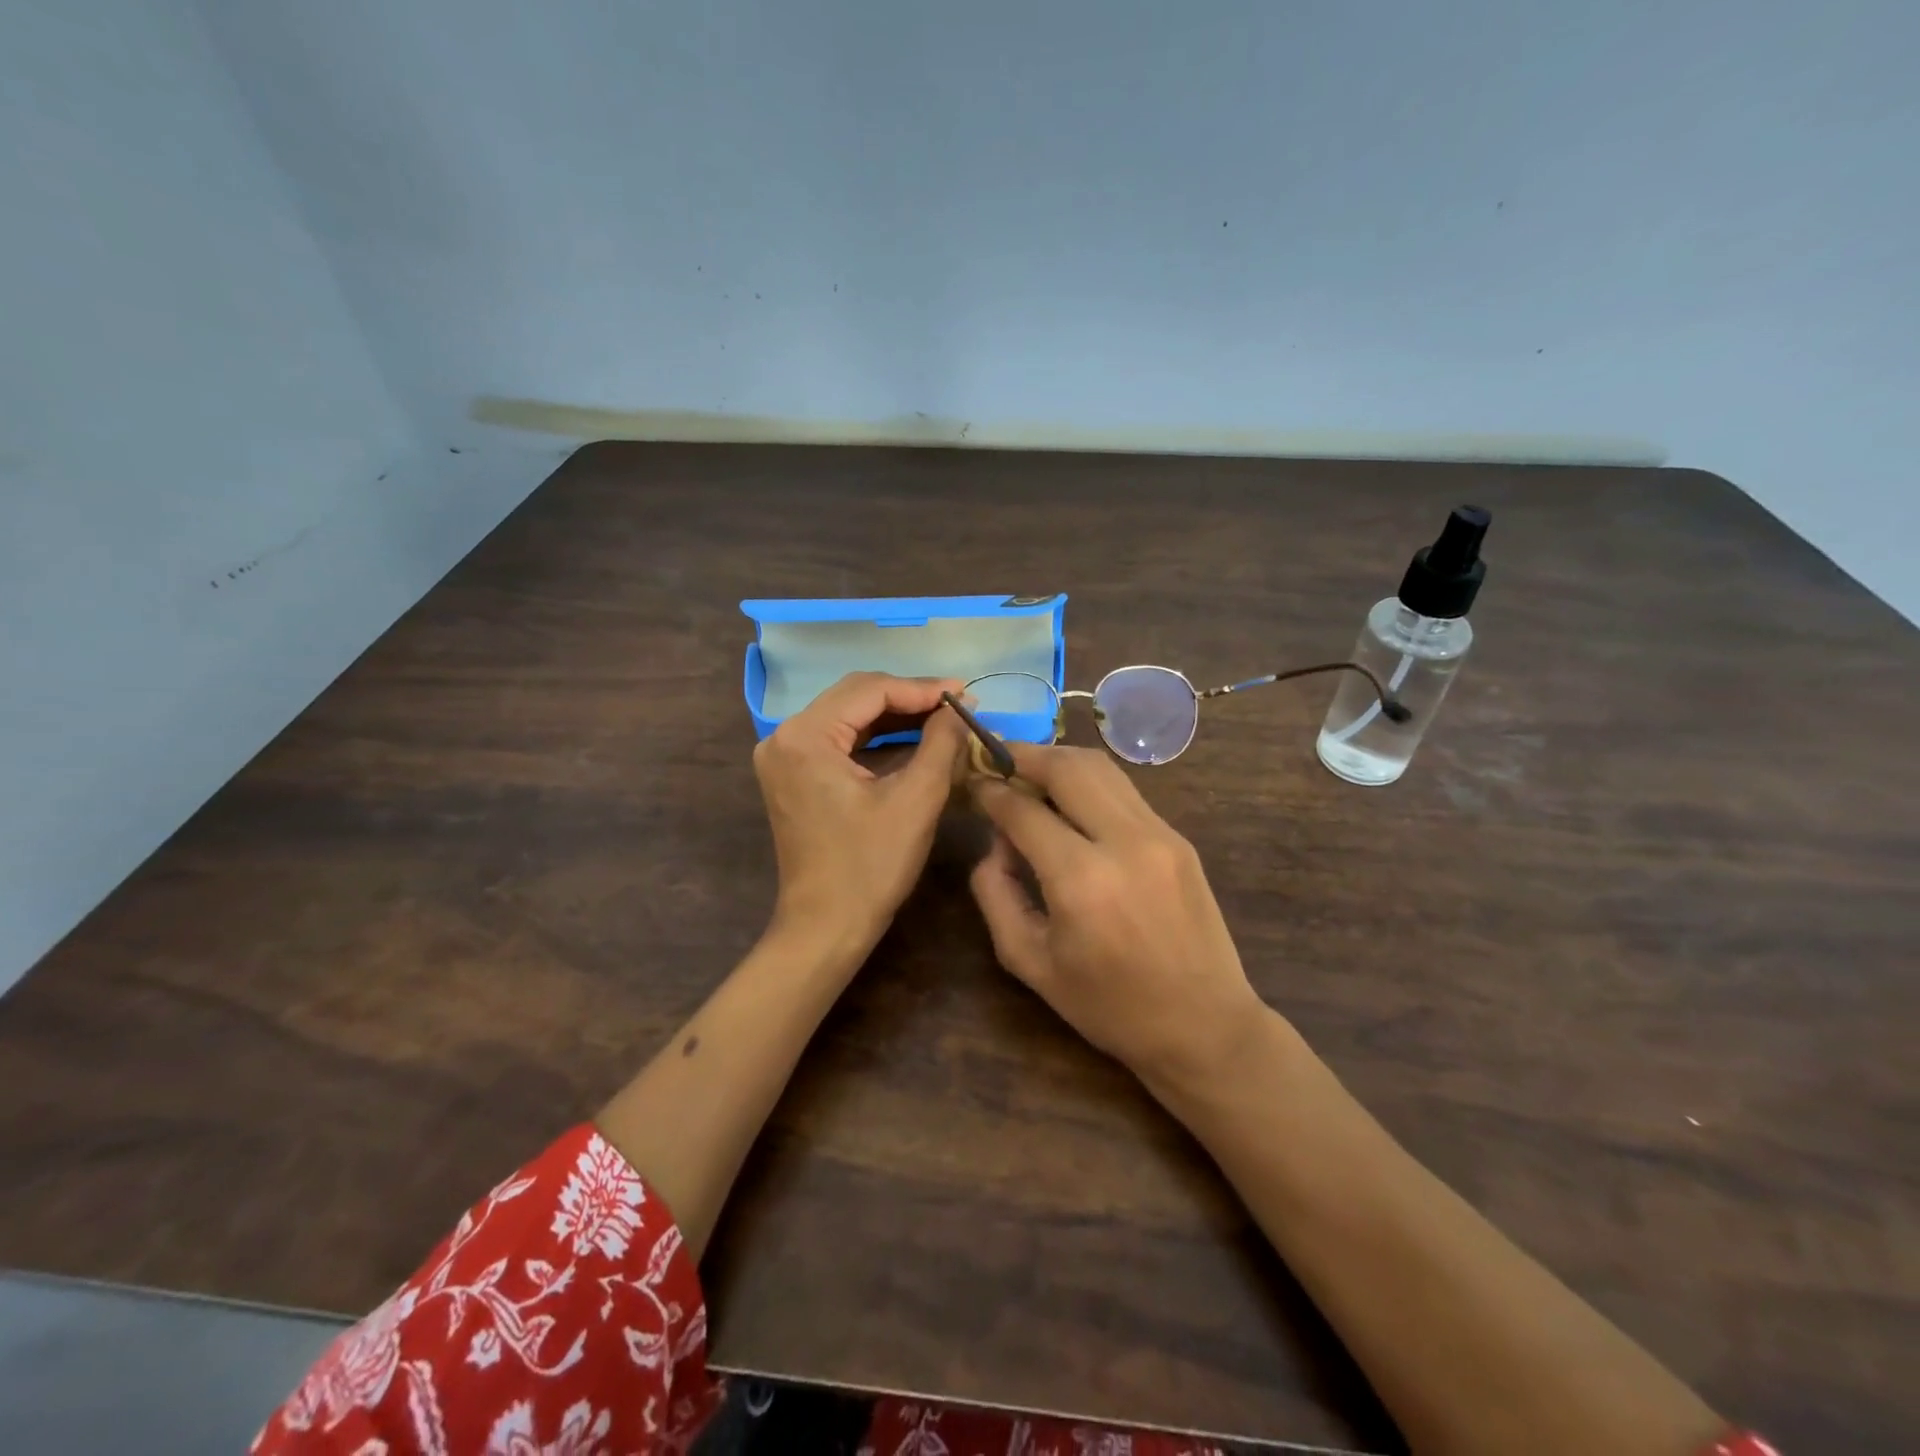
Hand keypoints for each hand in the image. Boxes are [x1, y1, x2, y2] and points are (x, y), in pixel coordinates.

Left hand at [753, 671, 968, 957]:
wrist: (825, 927)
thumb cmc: (870, 867)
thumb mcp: (916, 800)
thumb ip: (941, 743)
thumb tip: (960, 706)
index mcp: (805, 737)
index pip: (870, 690)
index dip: (922, 688)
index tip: (966, 693)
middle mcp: (785, 736)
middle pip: (855, 697)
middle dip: (909, 698)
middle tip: (957, 704)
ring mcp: (784, 756)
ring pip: (848, 716)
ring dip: (895, 716)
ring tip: (944, 718)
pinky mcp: (792, 774)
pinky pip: (839, 741)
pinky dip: (876, 738)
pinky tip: (913, 739)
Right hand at [968, 744, 1266, 1088]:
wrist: (1204, 1026)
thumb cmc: (1109, 1006)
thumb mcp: (1031, 962)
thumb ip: (996, 894)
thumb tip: (995, 842)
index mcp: (1081, 880)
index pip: (1023, 810)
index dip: (991, 791)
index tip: (973, 782)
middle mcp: (1123, 842)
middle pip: (1067, 767)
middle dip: (1025, 755)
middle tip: (997, 758)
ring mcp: (1159, 834)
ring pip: (1101, 768)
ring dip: (1059, 761)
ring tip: (1030, 772)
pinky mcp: (1178, 838)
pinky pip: (1124, 791)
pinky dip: (1089, 783)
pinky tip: (1071, 801)